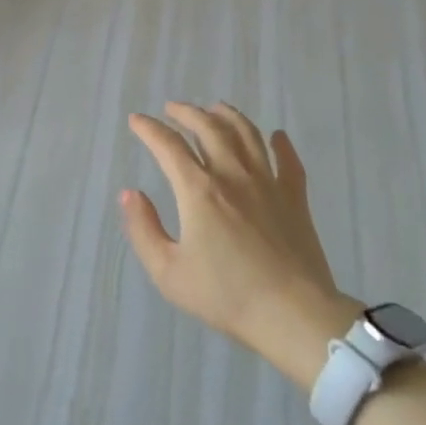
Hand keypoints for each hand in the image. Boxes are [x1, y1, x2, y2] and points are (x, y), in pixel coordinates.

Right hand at [122, 102, 359, 387]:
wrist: (293, 316)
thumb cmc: (225, 295)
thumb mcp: (168, 272)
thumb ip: (143, 229)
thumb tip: (130, 193)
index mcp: (198, 190)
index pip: (168, 146)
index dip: (149, 129)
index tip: (136, 120)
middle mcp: (232, 175)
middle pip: (208, 128)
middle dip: (186, 113)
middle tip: (172, 109)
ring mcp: (268, 183)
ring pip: (247, 134)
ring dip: (228, 116)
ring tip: (215, 108)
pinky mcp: (295, 199)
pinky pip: (288, 161)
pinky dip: (281, 144)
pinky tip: (276, 136)